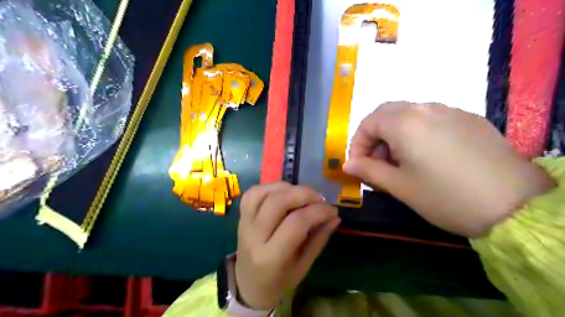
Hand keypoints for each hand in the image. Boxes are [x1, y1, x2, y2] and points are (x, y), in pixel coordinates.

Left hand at [235, 183, 339, 308]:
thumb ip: (319, 239)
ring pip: (264, 193)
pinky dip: (271, 187)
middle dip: (304, 194)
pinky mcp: (241, 215)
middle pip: (278, 202)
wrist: (248, 284)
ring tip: (303, 195)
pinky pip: (254, 192)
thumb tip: (335, 216)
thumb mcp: (304, 266)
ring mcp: (244, 223)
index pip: (296, 223)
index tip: (332, 210)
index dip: (318, 212)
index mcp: (271, 257)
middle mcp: (254, 236)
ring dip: (288, 188)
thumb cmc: (279, 280)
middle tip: (319, 199)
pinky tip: (284, 192)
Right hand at [342, 101, 554, 237]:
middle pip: (387, 114)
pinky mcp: (469, 120)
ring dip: (395, 134)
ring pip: (409, 115)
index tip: (358, 165)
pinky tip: (427, 157)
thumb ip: (369, 171)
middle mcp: (426, 109)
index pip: (368, 123)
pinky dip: (417, 133)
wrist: (515, 205)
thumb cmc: (444, 196)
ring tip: (401, 162)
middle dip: (375, 137)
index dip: (358, 144)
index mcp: (405, 123)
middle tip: (377, 162)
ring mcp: (450, 111)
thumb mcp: (399, 186)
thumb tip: (348, 165)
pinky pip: (431, 120)